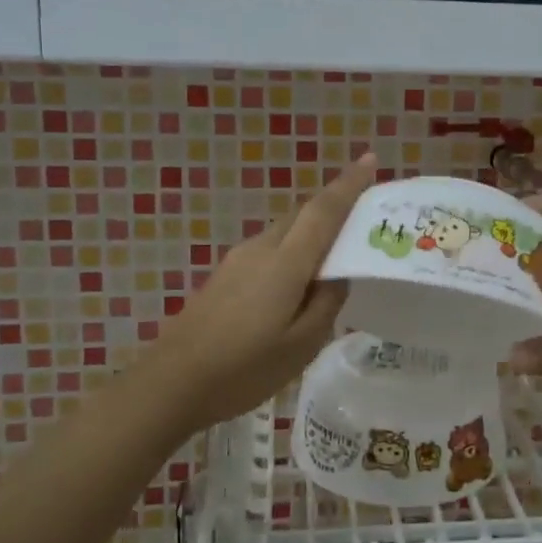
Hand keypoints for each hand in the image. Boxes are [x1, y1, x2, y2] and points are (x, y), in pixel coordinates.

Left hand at [136, 152, 377, 433]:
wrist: (171, 382)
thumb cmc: (244, 368)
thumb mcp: (302, 344)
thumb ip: (326, 303)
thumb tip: (337, 274)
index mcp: (285, 262)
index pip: (323, 211)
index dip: (348, 184)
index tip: (370, 160)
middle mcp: (260, 249)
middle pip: (302, 216)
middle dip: (334, 207)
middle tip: (365, 216)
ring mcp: (238, 261)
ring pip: (285, 233)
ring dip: (312, 233)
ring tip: (338, 255)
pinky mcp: (224, 277)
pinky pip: (269, 251)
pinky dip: (293, 253)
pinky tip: (299, 283)